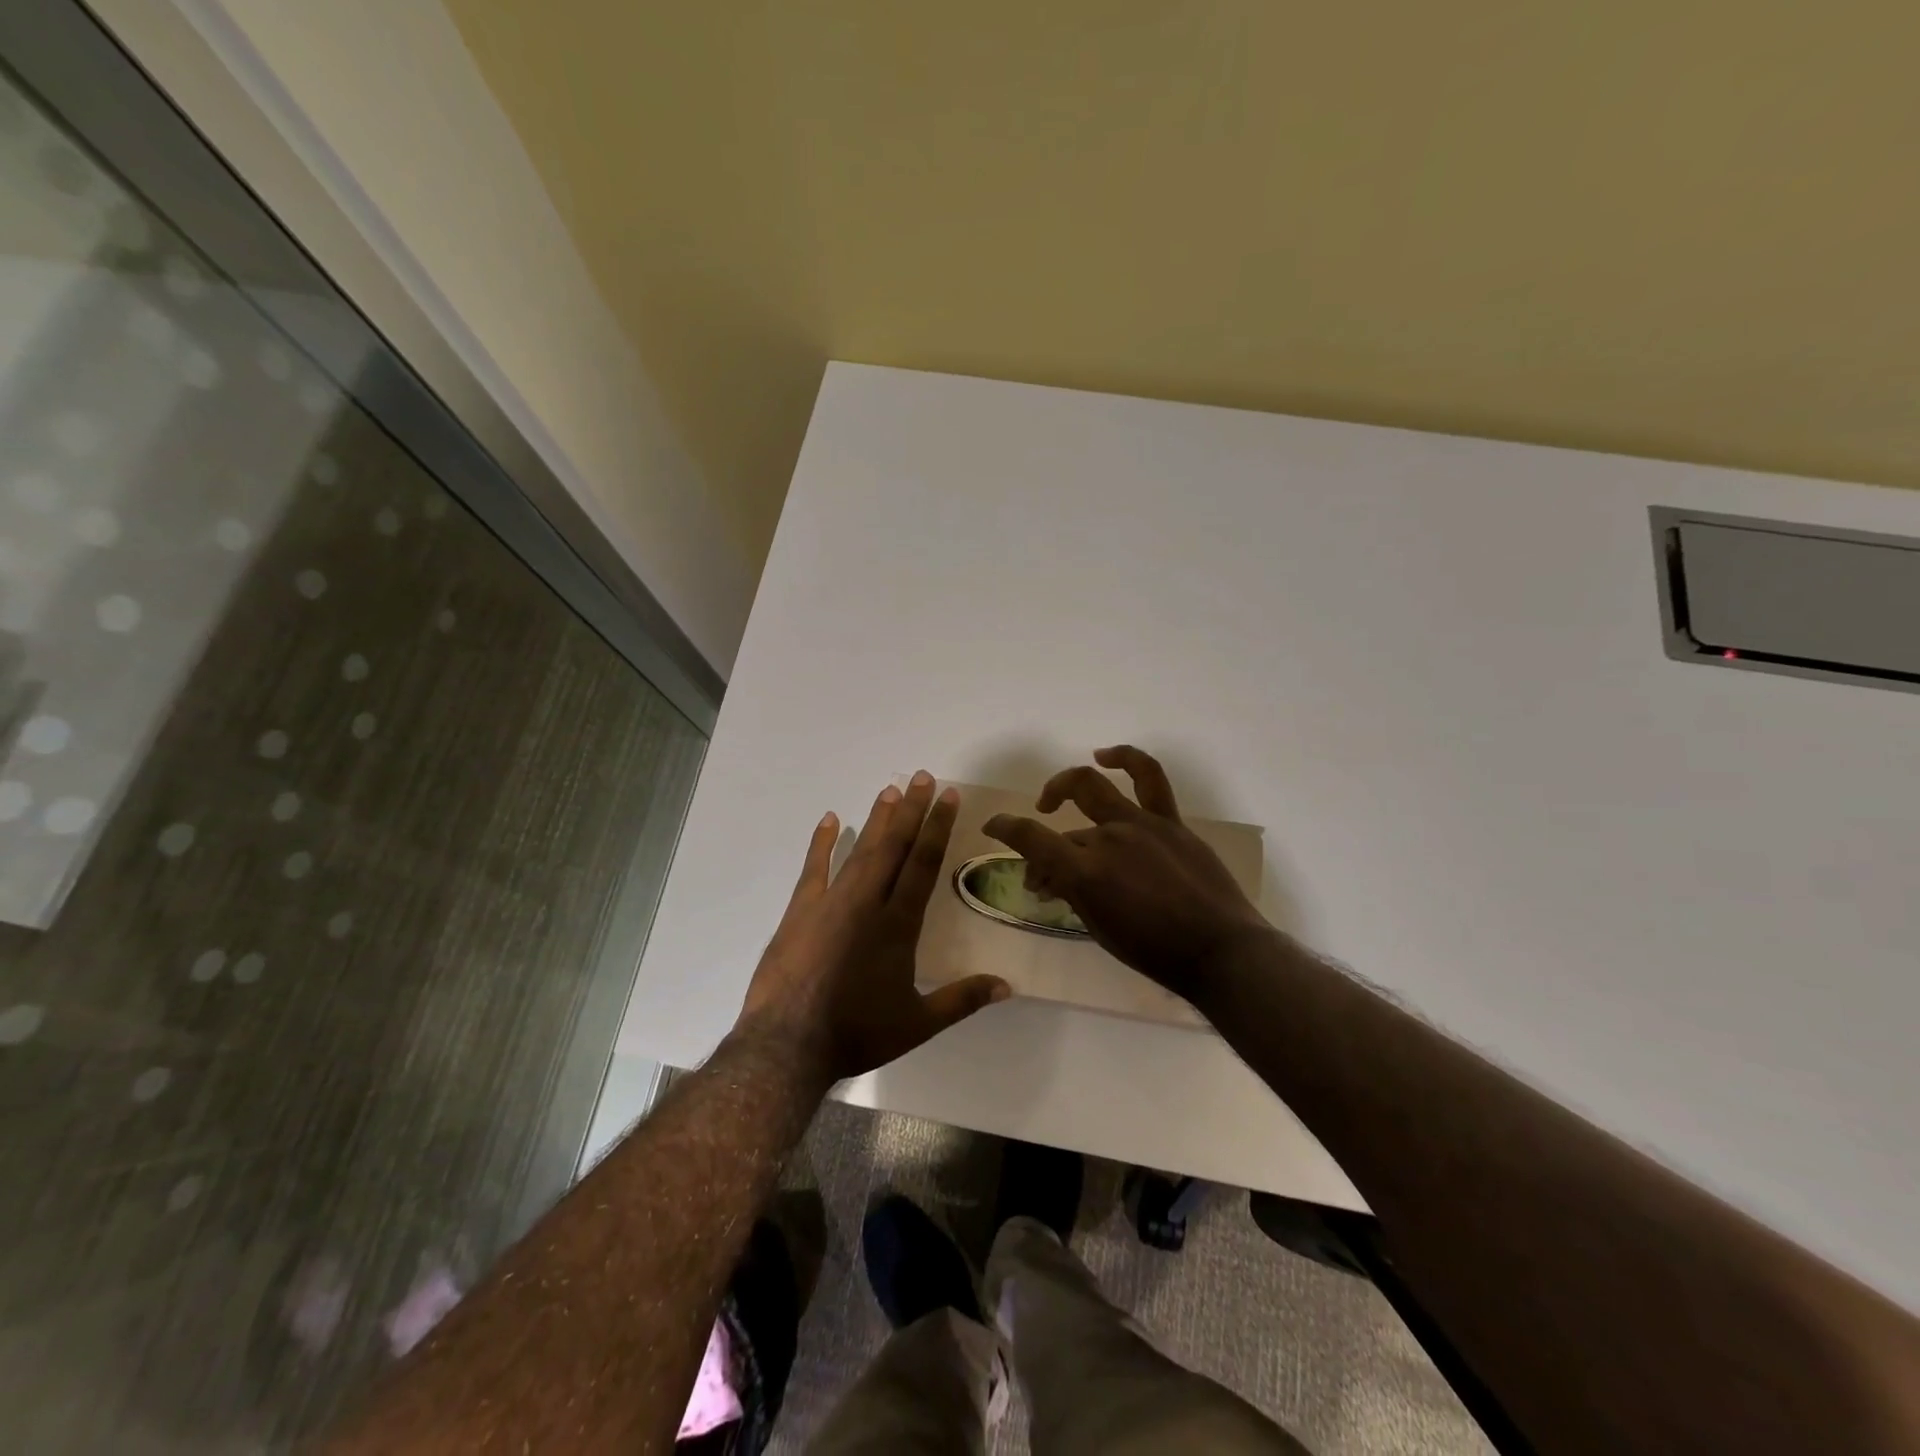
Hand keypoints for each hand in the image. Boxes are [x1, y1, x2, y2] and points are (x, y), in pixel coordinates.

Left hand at [737, 771, 1010, 1083]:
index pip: (924, 865)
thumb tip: (1008, 986)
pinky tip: (831, 819)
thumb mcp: (917, 1024)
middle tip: (922, 777)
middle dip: (911, 810)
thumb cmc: (856, 1033)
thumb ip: (962, 1000)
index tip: (948, 798)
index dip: (938, 828)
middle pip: (894, 847)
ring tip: (891, 790)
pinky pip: (814, 867)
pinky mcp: (800, 910)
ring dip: (877, 819)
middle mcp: (868, 903)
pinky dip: (823, 842)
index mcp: (898, 925)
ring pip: (861, 850)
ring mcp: (831, 902)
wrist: (789, 1044)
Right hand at [983, 746, 1270, 1001]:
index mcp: (1087, 874)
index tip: (992, 826)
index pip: (1031, 839)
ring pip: (1093, 788)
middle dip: (1042, 845)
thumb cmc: (1155, 953)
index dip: (1004, 828)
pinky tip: (1106, 755)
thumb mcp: (1100, 929)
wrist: (1221, 951)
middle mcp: (1109, 839)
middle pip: (1063, 831)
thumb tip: (1050, 877)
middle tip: (1044, 869)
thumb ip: (1072, 894)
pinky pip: (1148, 777)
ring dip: (1065, 786)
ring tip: (1052, 799)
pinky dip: (1125, 759)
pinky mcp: (1170, 821)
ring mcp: (1142, 824)